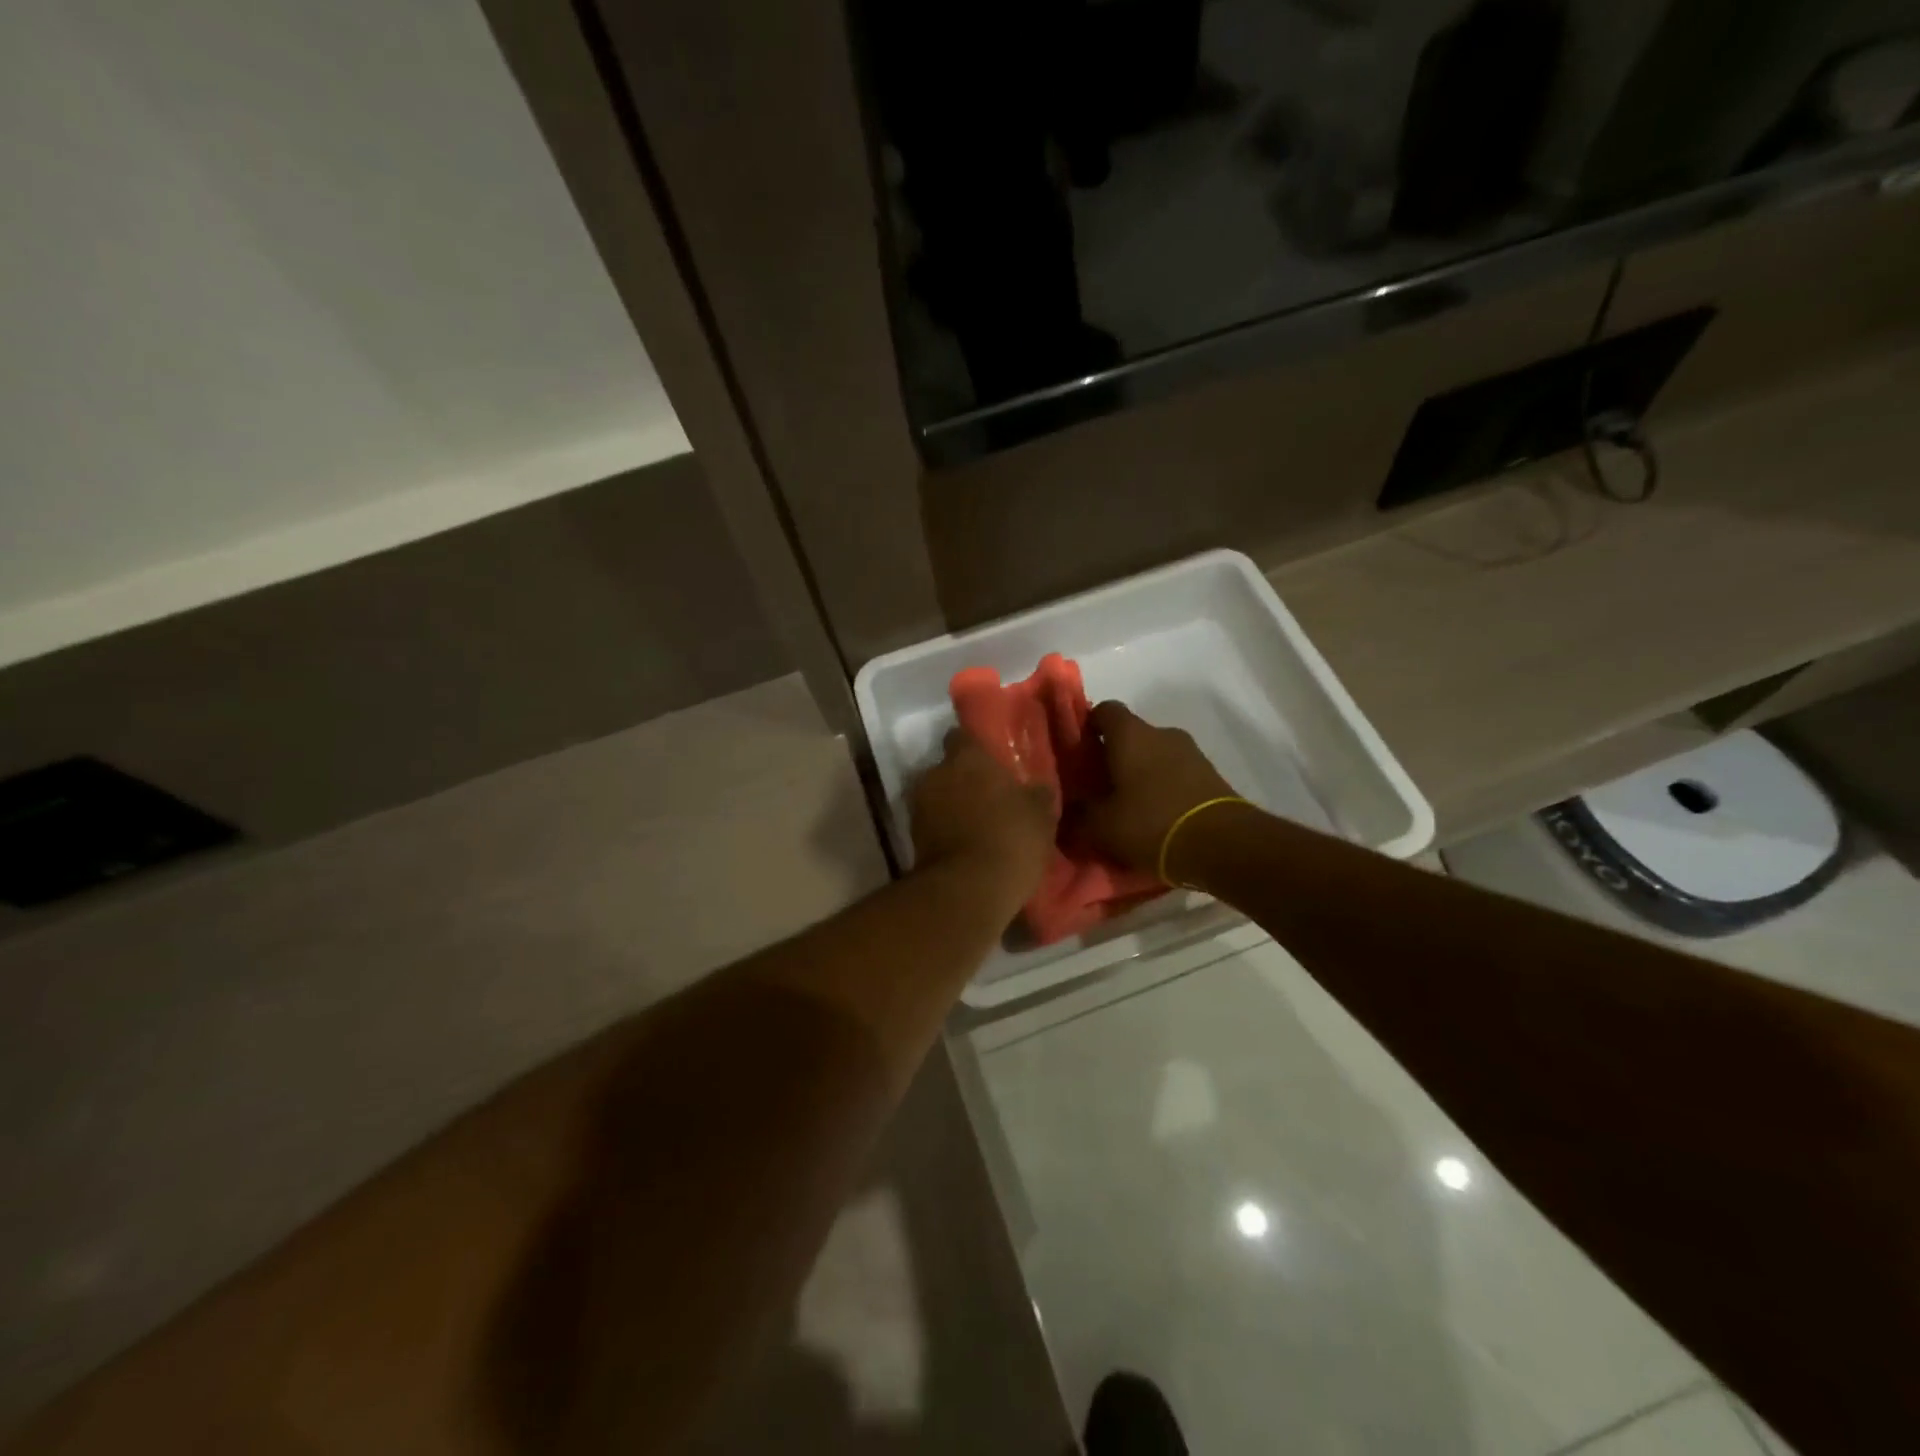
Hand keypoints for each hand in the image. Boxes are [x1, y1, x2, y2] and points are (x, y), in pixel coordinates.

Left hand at [909, 728, 1055, 909]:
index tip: (991, 762)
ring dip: (952, 806)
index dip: (975, 747)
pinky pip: (932, 824)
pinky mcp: (911, 837)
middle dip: (964, 779)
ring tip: (976, 825)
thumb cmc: (1010, 839)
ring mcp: (919, 805)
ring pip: (938, 796)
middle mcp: (936, 773)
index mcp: (967, 757)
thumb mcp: (1040, 816)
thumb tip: (1038, 787)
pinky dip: (944, 830)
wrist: (968, 890)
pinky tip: (965, 845)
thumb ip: (1036, 794)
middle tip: (988, 796)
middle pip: (948, 768)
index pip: (963, 736)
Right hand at [1081, 701, 1238, 876]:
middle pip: (1130, 735)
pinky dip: (1163, 788)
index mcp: (1131, 734)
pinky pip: (1177, 774)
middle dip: (1114, 757)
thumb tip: (1069, 810)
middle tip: (1098, 787)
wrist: (1223, 845)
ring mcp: (1191, 753)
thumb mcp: (1101, 826)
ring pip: (1155, 755)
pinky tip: (1156, 818)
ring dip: (1141, 774)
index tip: (1079, 751)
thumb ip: (1079, 815)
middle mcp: (1162, 733)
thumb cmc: (1151, 823)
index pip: (1104, 710)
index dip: (1088, 726)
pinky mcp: (1211, 776)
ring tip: (1128, 807)